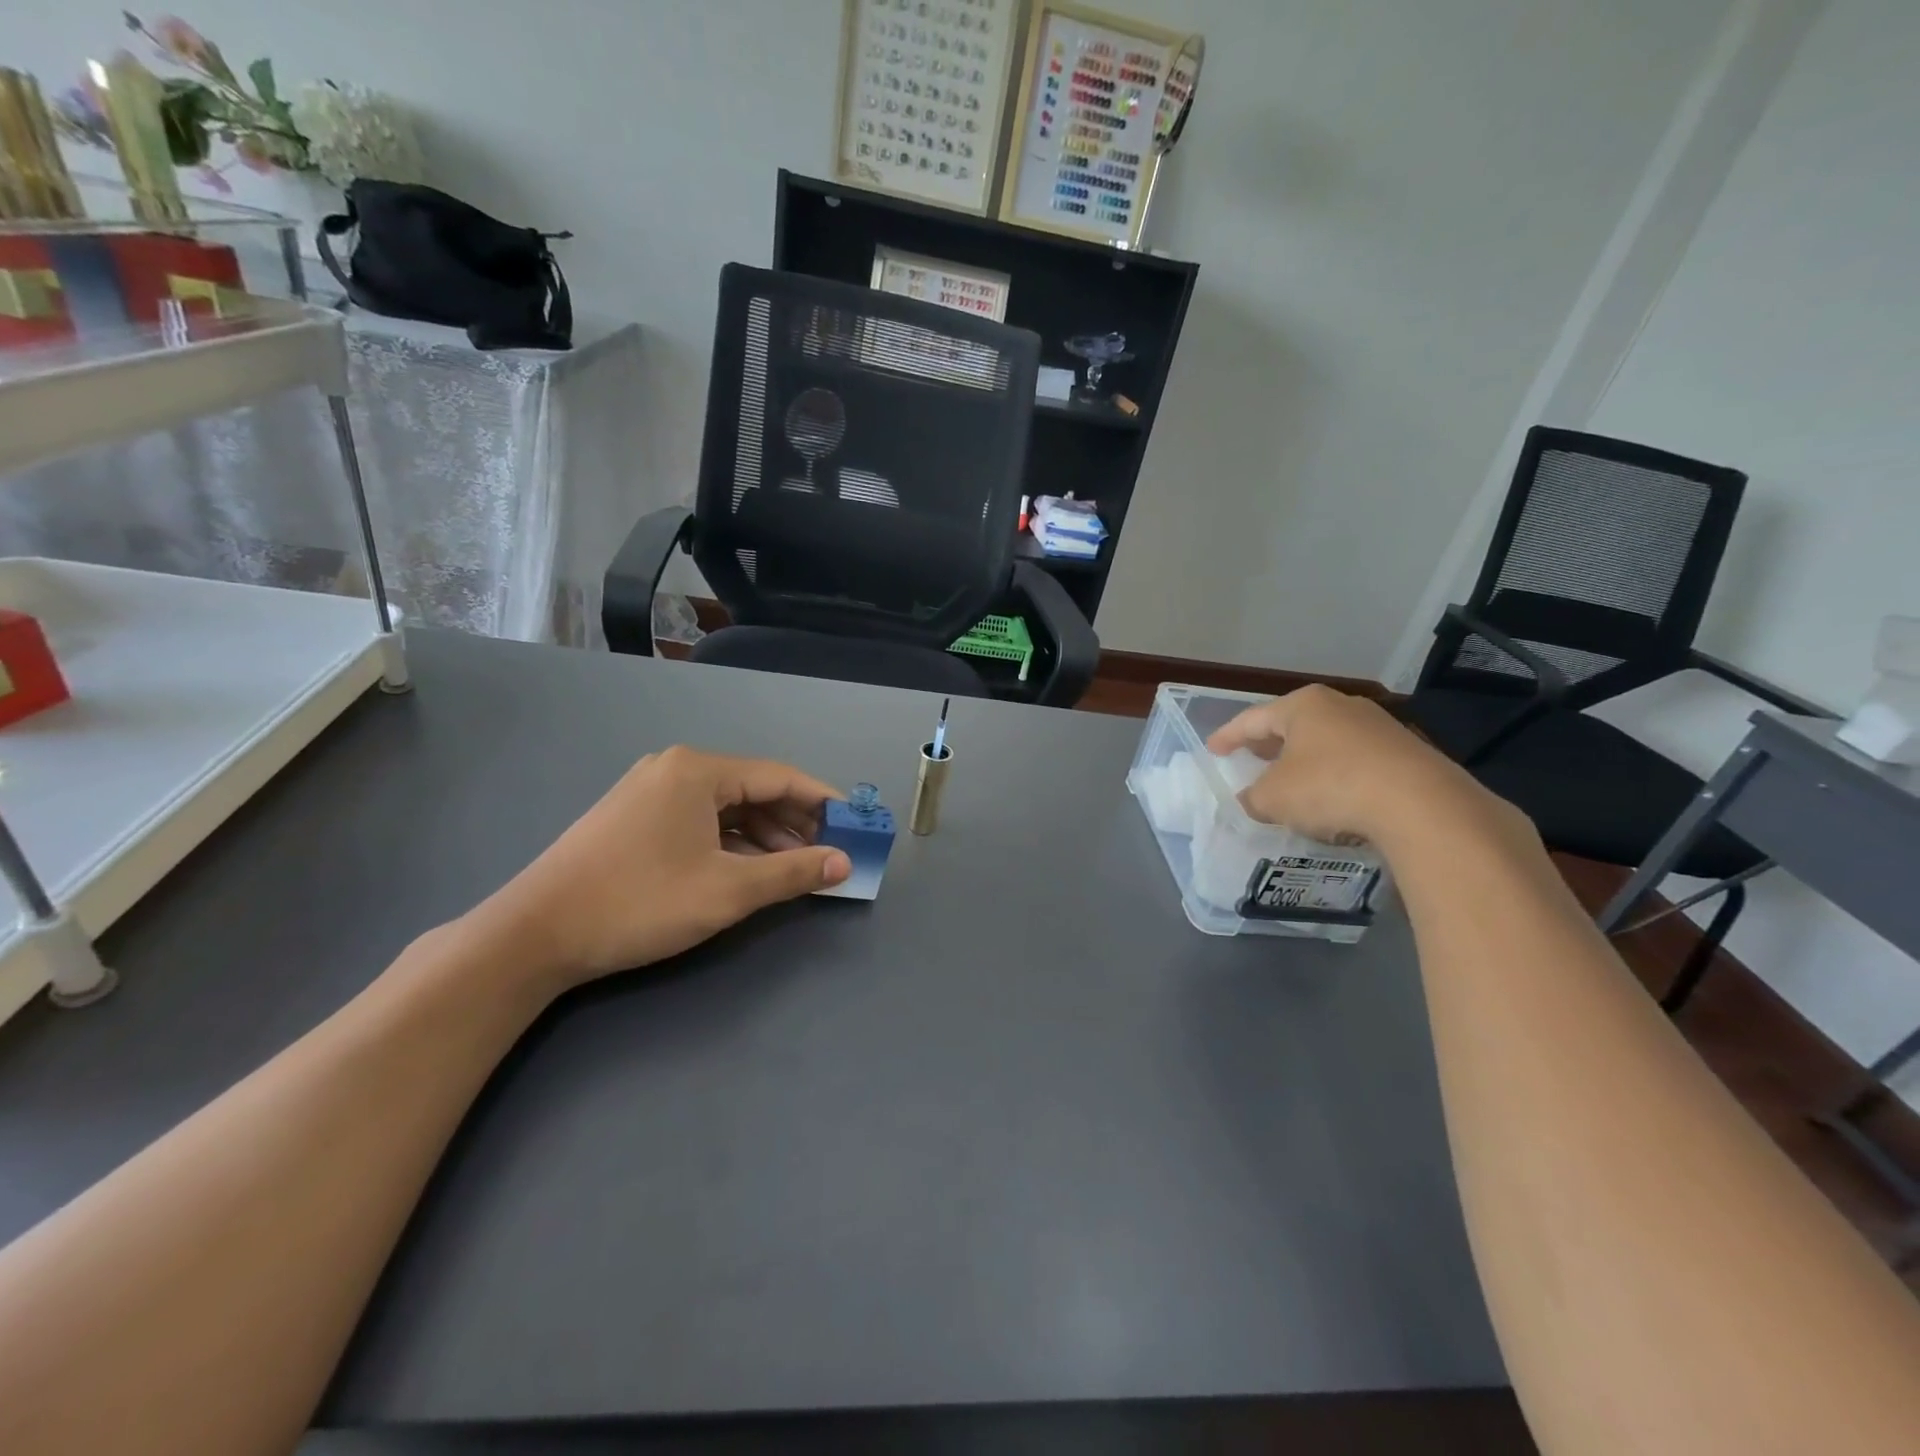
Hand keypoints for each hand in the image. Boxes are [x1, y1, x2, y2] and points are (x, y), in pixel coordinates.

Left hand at [470, 746, 850, 993]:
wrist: (534, 934)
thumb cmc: (640, 902)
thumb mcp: (727, 890)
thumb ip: (792, 872)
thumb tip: (844, 863)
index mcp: (699, 770)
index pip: (780, 777)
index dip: (824, 802)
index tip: (856, 826)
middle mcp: (676, 769)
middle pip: (754, 790)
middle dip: (795, 823)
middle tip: (828, 855)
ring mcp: (650, 791)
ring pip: (727, 808)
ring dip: (765, 836)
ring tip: (795, 868)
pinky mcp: (634, 818)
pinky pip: (700, 820)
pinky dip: (732, 843)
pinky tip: (749, 869)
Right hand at [1207, 685, 1516, 849]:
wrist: (1420, 804)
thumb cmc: (1330, 787)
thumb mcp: (1274, 798)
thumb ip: (1254, 797)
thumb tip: (1253, 799)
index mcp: (1303, 706)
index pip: (1253, 719)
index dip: (1228, 736)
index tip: (1213, 750)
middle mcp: (1340, 706)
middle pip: (1293, 725)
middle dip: (1269, 744)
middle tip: (1250, 758)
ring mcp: (1378, 726)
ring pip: (1326, 741)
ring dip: (1305, 760)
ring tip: (1290, 780)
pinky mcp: (1406, 753)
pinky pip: (1355, 760)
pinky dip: (1335, 775)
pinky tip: (1332, 797)